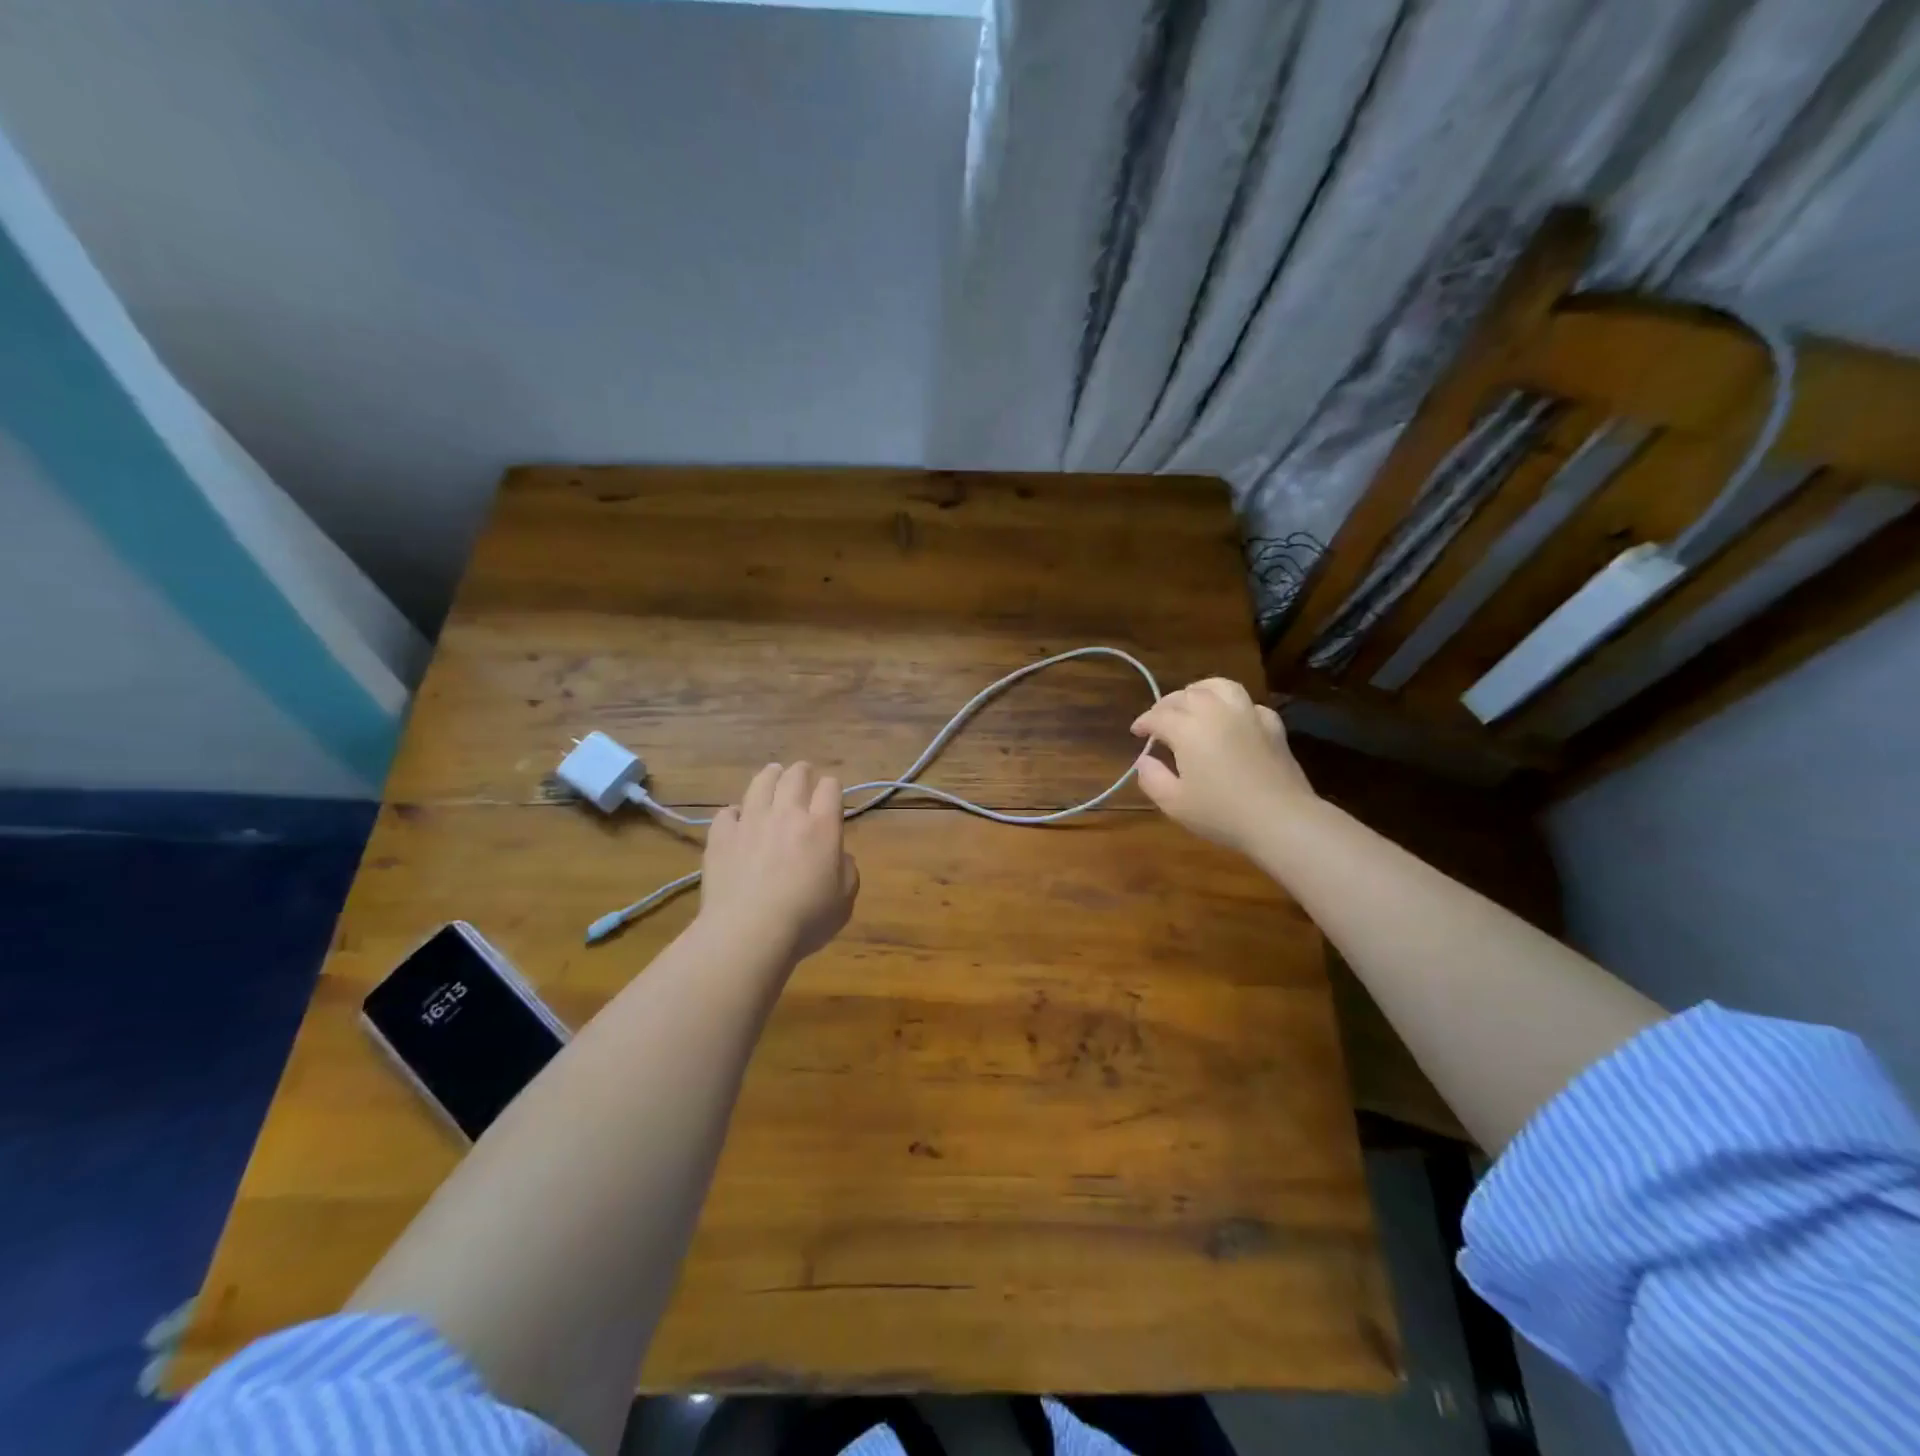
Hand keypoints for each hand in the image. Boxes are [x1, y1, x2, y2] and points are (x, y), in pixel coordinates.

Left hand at [699, 762, 859, 964]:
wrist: (749, 932)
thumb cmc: (806, 919)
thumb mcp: (845, 900)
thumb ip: (847, 871)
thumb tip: (839, 856)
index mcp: (822, 826)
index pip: (830, 788)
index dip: (832, 787)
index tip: (831, 794)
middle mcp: (787, 815)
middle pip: (794, 777)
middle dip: (802, 771)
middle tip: (803, 772)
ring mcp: (751, 822)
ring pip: (760, 784)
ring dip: (770, 776)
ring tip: (772, 773)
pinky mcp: (721, 837)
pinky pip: (727, 813)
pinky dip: (735, 812)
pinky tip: (737, 818)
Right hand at [1130, 679, 1315, 855]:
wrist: (1280, 819)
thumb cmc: (1221, 813)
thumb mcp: (1174, 803)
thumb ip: (1152, 778)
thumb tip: (1144, 760)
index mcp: (1187, 729)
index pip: (1158, 716)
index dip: (1144, 722)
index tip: (1136, 732)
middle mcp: (1215, 712)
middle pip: (1185, 695)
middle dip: (1167, 705)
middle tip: (1159, 720)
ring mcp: (1247, 714)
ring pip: (1219, 687)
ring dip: (1200, 690)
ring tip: (1193, 701)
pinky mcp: (1272, 725)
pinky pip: (1248, 704)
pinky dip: (1233, 706)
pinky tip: (1231, 719)